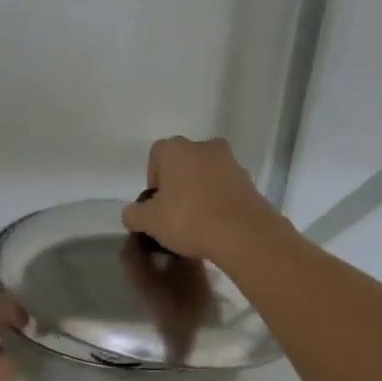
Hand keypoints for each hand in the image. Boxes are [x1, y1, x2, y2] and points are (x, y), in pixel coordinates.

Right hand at [121, 136, 286, 264]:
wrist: (243, 234)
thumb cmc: (189, 219)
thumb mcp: (150, 222)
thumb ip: (134, 214)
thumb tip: (131, 213)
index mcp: (176, 149)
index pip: (156, 156)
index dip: (153, 180)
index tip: (156, 205)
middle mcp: (204, 146)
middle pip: (183, 163)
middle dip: (177, 183)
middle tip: (174, 212)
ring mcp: (230, 161)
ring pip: (206, 173)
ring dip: (200, 190)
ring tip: (197, 221)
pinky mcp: (249, 180)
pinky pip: (225, 187)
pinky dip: (219, 199)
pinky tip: (216, 223)